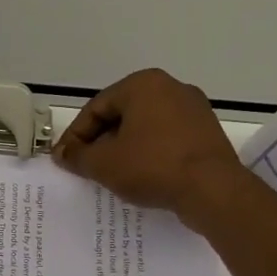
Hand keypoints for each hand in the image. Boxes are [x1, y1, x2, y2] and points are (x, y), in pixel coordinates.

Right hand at [52, 68, 249, 229]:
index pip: (96, 108)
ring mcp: (193, 109)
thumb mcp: (103, 164)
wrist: (214, 190)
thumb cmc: (152, 166)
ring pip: (144, 127)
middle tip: (85, 166)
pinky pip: (167, 139)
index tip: (64, 159)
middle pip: (121, 115)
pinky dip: (148, 154)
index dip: (75, 136)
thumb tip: (62, 154)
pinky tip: (140, 176)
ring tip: (110, 174)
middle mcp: (170, 88)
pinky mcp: (207, 132)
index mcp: (142, 84)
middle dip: (99, 141)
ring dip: (123, 148)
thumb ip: (77, 156)